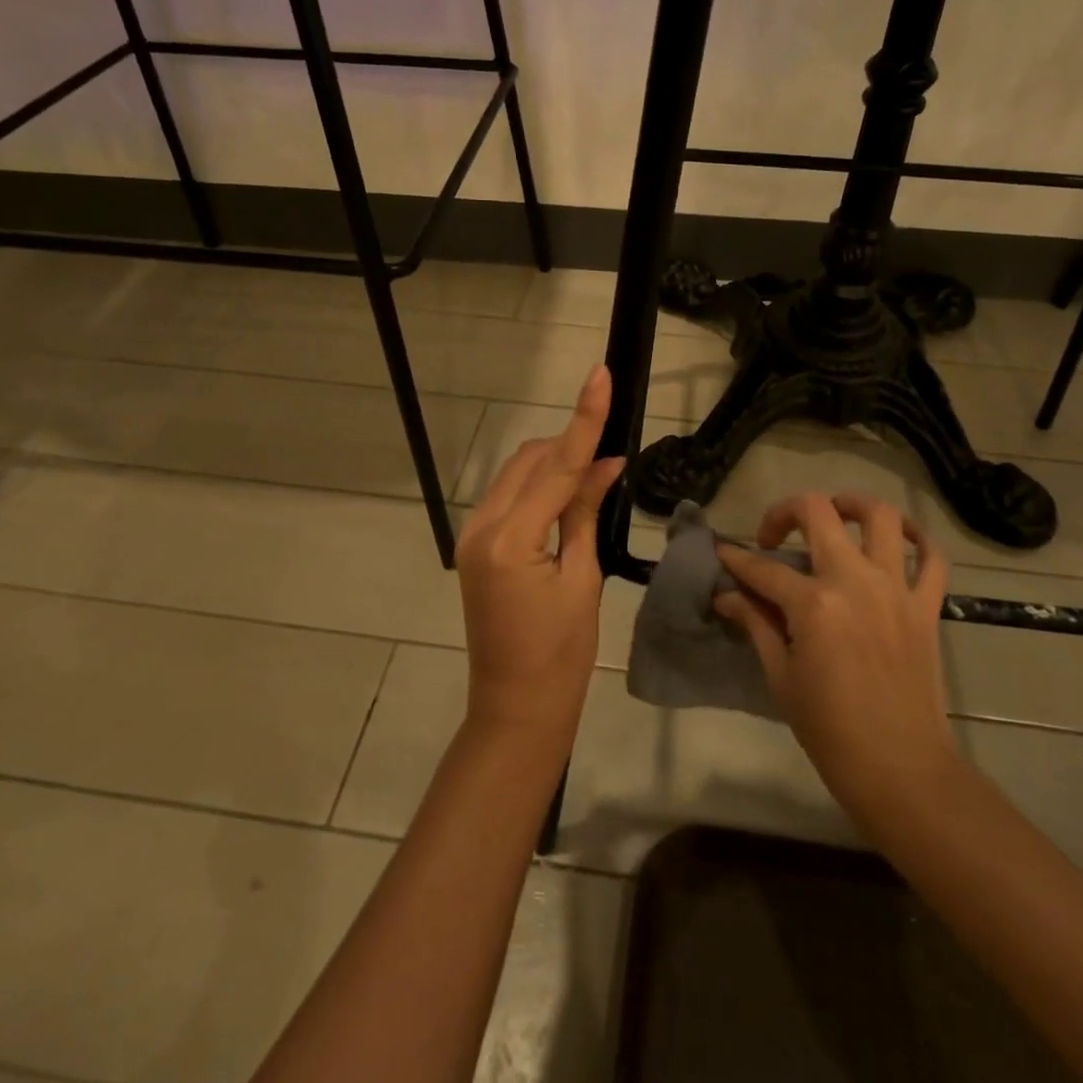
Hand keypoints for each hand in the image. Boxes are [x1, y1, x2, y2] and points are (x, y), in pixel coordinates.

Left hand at [455, 366, 625, 749]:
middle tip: (611, 453)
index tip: (599, 376)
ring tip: (593, 474)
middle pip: (530, 461)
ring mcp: (472, 535)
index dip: (584, 419)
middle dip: (568, 444)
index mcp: (512, 540)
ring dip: (552, 464)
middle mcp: (482, 527)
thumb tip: (606, 464)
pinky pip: (508, 497)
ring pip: (517, 474)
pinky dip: (538, 486)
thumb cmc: (562, 653)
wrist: (516, 706)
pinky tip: (566, 495)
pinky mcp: (474, 544)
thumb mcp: (583, 578)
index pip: (558, 466)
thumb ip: (585, 513)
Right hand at [716, 493, 954, 846]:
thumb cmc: (830, 731)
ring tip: (835, 514)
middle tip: (774, 534)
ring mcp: (895, 590)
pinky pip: (932, 558)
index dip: (736, 558)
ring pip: (881, 517)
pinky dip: (918, 539)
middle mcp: (854, 581)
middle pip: (818, 513)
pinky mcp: (925, 606)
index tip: (722, 553)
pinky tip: (898, 538)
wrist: (901, 769)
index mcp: (814, 605)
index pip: (763, 568)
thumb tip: (727, 594)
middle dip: (786, 512)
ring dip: (853, 505)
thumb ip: (756, 624)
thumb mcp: (781, 677)